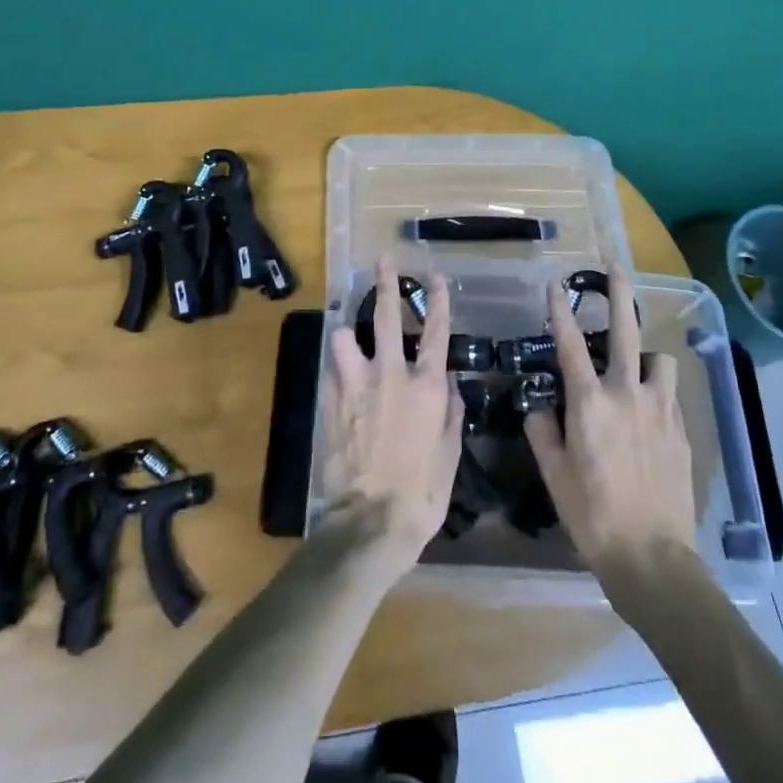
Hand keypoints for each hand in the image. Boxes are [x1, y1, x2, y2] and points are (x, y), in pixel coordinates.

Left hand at [321, 258, 464, 570]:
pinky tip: (340, 372)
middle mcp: (390, 374)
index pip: (435, 331)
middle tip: (383, 261)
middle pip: (385, 316)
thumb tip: (448, 382)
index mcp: (426, 386)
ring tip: (349, 329)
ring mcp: (356, 385)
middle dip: (386, 284)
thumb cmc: (422, 493)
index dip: (437, 301)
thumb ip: (450, 410)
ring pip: (345, 336)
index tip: (437, 277)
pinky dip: (338, 366)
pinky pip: (332, 370)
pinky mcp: (331, 401)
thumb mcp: (450, 453)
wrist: (371, 521)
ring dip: (348, 331)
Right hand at [524, 265, 695, 575]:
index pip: (569, 345)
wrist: (653, 558)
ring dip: (646, 357)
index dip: (559, 311)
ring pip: (658, 361)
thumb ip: (542, 431)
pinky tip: (649, 413)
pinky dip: (657, 392)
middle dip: (619, 295)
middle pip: (624, 331)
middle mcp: (626, 394)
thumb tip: (539, 405)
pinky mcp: (681, 431)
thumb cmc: (593, 515)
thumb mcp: (554, 474)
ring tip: (636, 368)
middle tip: (616, 268)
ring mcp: (660, 410)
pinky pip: (669, 396)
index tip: (554, 286)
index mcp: (589, 403)